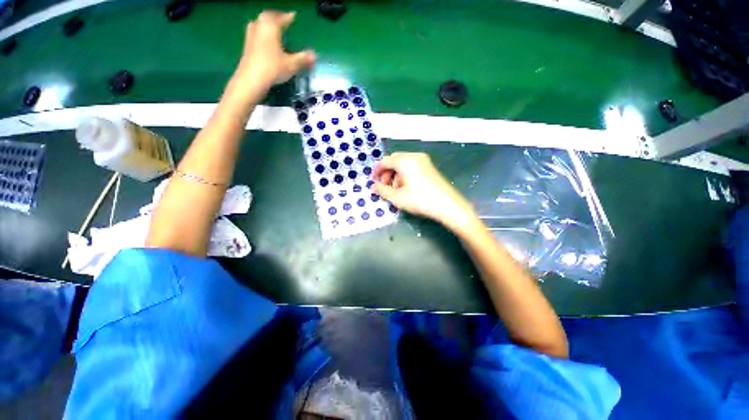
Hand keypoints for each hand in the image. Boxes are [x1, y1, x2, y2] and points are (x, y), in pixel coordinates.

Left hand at [233, 11, 315, 91]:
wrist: (252, 78)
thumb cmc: (273, 67)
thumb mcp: (291, 64)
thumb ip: (303, 58)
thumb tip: (314, 55)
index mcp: (271, 26)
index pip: (281, 18)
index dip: (288, 17)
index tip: (293, 15)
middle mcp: (259, 26)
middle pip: (267, 17)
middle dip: (276, 17)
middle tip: (283, 20)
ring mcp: (251, 34)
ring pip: (260, 23)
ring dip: (267, 24)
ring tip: (274, 28)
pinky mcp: (247, 44)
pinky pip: (256, 32)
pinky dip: (262, 33)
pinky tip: (266, 40)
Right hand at [372, 152, 475, 229]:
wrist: (448, 205)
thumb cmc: (420, 200)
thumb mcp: (397, 197)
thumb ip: (382, 190)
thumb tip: (373, 186)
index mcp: (405, 161)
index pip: (385, 161)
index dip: (377, 171)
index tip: (373, 181)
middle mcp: (414, 156)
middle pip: (394, 160)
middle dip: (387, 173)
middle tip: (384, 186)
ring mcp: (423, 161)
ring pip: (403, 164)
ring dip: (396, 174)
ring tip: (395, 190)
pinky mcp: (429, 167)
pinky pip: (412, 166)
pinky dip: (405, 174)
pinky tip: (406, 187)